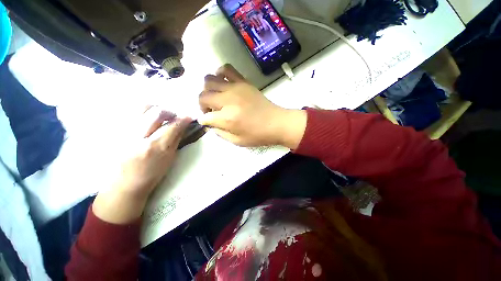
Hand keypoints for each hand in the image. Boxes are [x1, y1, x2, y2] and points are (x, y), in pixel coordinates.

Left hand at [93, 107, 190, 223]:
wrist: (124, 184)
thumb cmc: (151, 174)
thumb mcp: (169, 159)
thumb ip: (176, 139)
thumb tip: (183, 126)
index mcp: (155, 147)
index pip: (173, 126)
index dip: (184, 119)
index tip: (189, 117)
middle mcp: (138, 137)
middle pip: (156, 112)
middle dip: (169, 112)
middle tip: (173, 117)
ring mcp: (124, 132)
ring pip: (141, 108)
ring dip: (155, 110)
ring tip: (159, 117)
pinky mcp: (115, 131)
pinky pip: (130, 113)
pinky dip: (143, 113)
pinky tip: (146, 121)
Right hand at [198, 64, 306, 147]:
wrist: (277, 123)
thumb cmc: (258, 135)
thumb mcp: (237, 141)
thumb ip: (220, 133)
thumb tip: (210, 124)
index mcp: (227, 119)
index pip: (205, 117)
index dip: (204, 121)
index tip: (209, 122)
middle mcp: (228, 100)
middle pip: (202, 96)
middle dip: (202, 105)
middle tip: (211, 111)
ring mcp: (235, 88)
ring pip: (209, 80)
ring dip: (208, 90)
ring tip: (216, 97)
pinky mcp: (243, 82)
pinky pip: (226, 69)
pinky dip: (220, 73)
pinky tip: (223, 83)